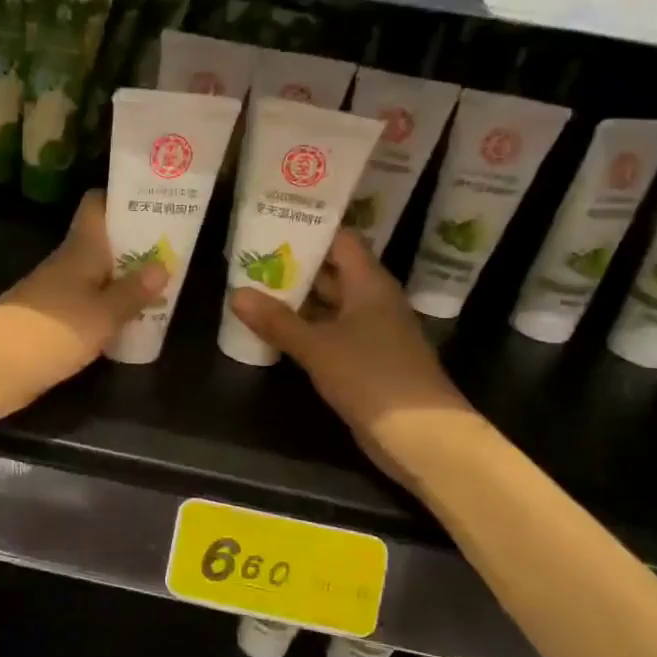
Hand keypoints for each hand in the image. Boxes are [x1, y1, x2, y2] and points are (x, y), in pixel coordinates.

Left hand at [0, 191, 165, 427]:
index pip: (96, 206)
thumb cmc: (49, 332)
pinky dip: (109, 310)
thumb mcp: (102, 314)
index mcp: (79, 250)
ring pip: (97, 277)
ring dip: (125, 281)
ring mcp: (56, 295)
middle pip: (103, 244)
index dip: (123, 199)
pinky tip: (132, 324)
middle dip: (136, 245)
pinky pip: (88, 308)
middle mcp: (67, 266)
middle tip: (177, 250)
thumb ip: (132, 292)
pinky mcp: (51, 325)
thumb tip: (162, 265)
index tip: (157, 200)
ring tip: (165, 287)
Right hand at [228, 230, 480, 485]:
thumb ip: (277, 320)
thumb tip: (236, 294)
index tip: (273, 221)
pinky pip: (331, 332)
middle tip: (251, 256)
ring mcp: (371, 332)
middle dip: (295, 265)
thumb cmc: (371, 376)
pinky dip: (305, 328)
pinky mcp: (365, 360)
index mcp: (369, 284)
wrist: (420, 435)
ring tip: (254, 288)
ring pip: (329, 304)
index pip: (341, 241)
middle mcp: (373, 301)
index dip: (310, 229)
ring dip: (297, 299)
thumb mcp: (317, 346)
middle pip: (332, 271)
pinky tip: (275, 330)